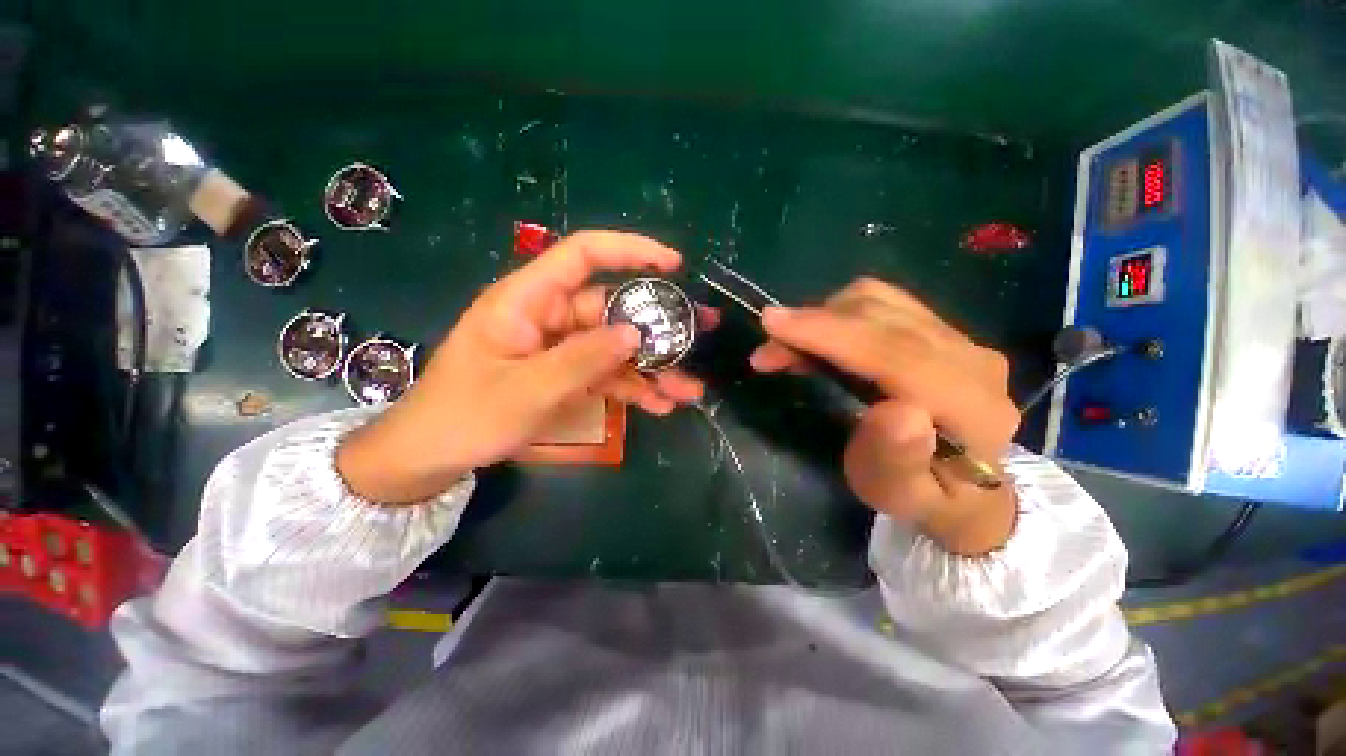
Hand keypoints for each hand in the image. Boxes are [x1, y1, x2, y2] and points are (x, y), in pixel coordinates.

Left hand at [338, 231, 711, 503]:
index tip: (673, 263)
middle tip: (700, 336)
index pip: (582, 255)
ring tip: (688, 390)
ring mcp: (559, 347)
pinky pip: (606, 373)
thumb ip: (582, 359)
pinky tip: (660, 405)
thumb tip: (635, 332)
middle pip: (612, 310)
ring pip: (616, 347)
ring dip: (652, 369)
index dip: (629, 250)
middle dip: (656, 328)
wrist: (434, 455)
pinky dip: (632, 388)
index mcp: (527, 300)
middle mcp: (548, 316)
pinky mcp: (565, 373)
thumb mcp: (526, 390)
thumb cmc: (466, 416)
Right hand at [749, 277, 1020, 554]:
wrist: (963, 484)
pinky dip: (838, 313)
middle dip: (814, 326)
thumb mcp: (899, 495)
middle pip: (883, 319)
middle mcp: (972, 361)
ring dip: (823, 317)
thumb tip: (894, 411)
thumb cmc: (919, 496)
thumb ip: (899, 461)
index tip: (774, 324)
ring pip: (880, 302)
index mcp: (971, 410)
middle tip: (767, 351)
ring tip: (789, 347)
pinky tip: (818, 337)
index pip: (897, 353)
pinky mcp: (940, 328)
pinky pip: (882, 302)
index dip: (832, 334)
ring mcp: (959, 338)